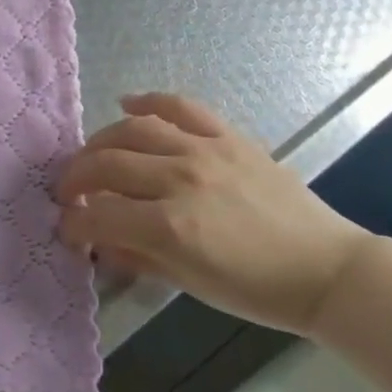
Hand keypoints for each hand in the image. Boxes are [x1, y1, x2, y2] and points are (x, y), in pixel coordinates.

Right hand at [54, 93, 373, 334]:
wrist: (324, 269)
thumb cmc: (257, 290)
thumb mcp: (190, 284)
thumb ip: (137, 256)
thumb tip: (98, 241)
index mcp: (171, 227)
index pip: (99, 214)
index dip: (73, 223)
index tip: (67, 228)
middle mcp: (180, 179)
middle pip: (107, 164)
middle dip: (75, 177)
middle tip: (68, 192)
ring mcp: (205, 151)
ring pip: (133, 130)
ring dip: (101, 141)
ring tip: (91, 156)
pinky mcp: (227, 136)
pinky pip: (180, 106)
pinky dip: (149, 100)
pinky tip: (127, 103)